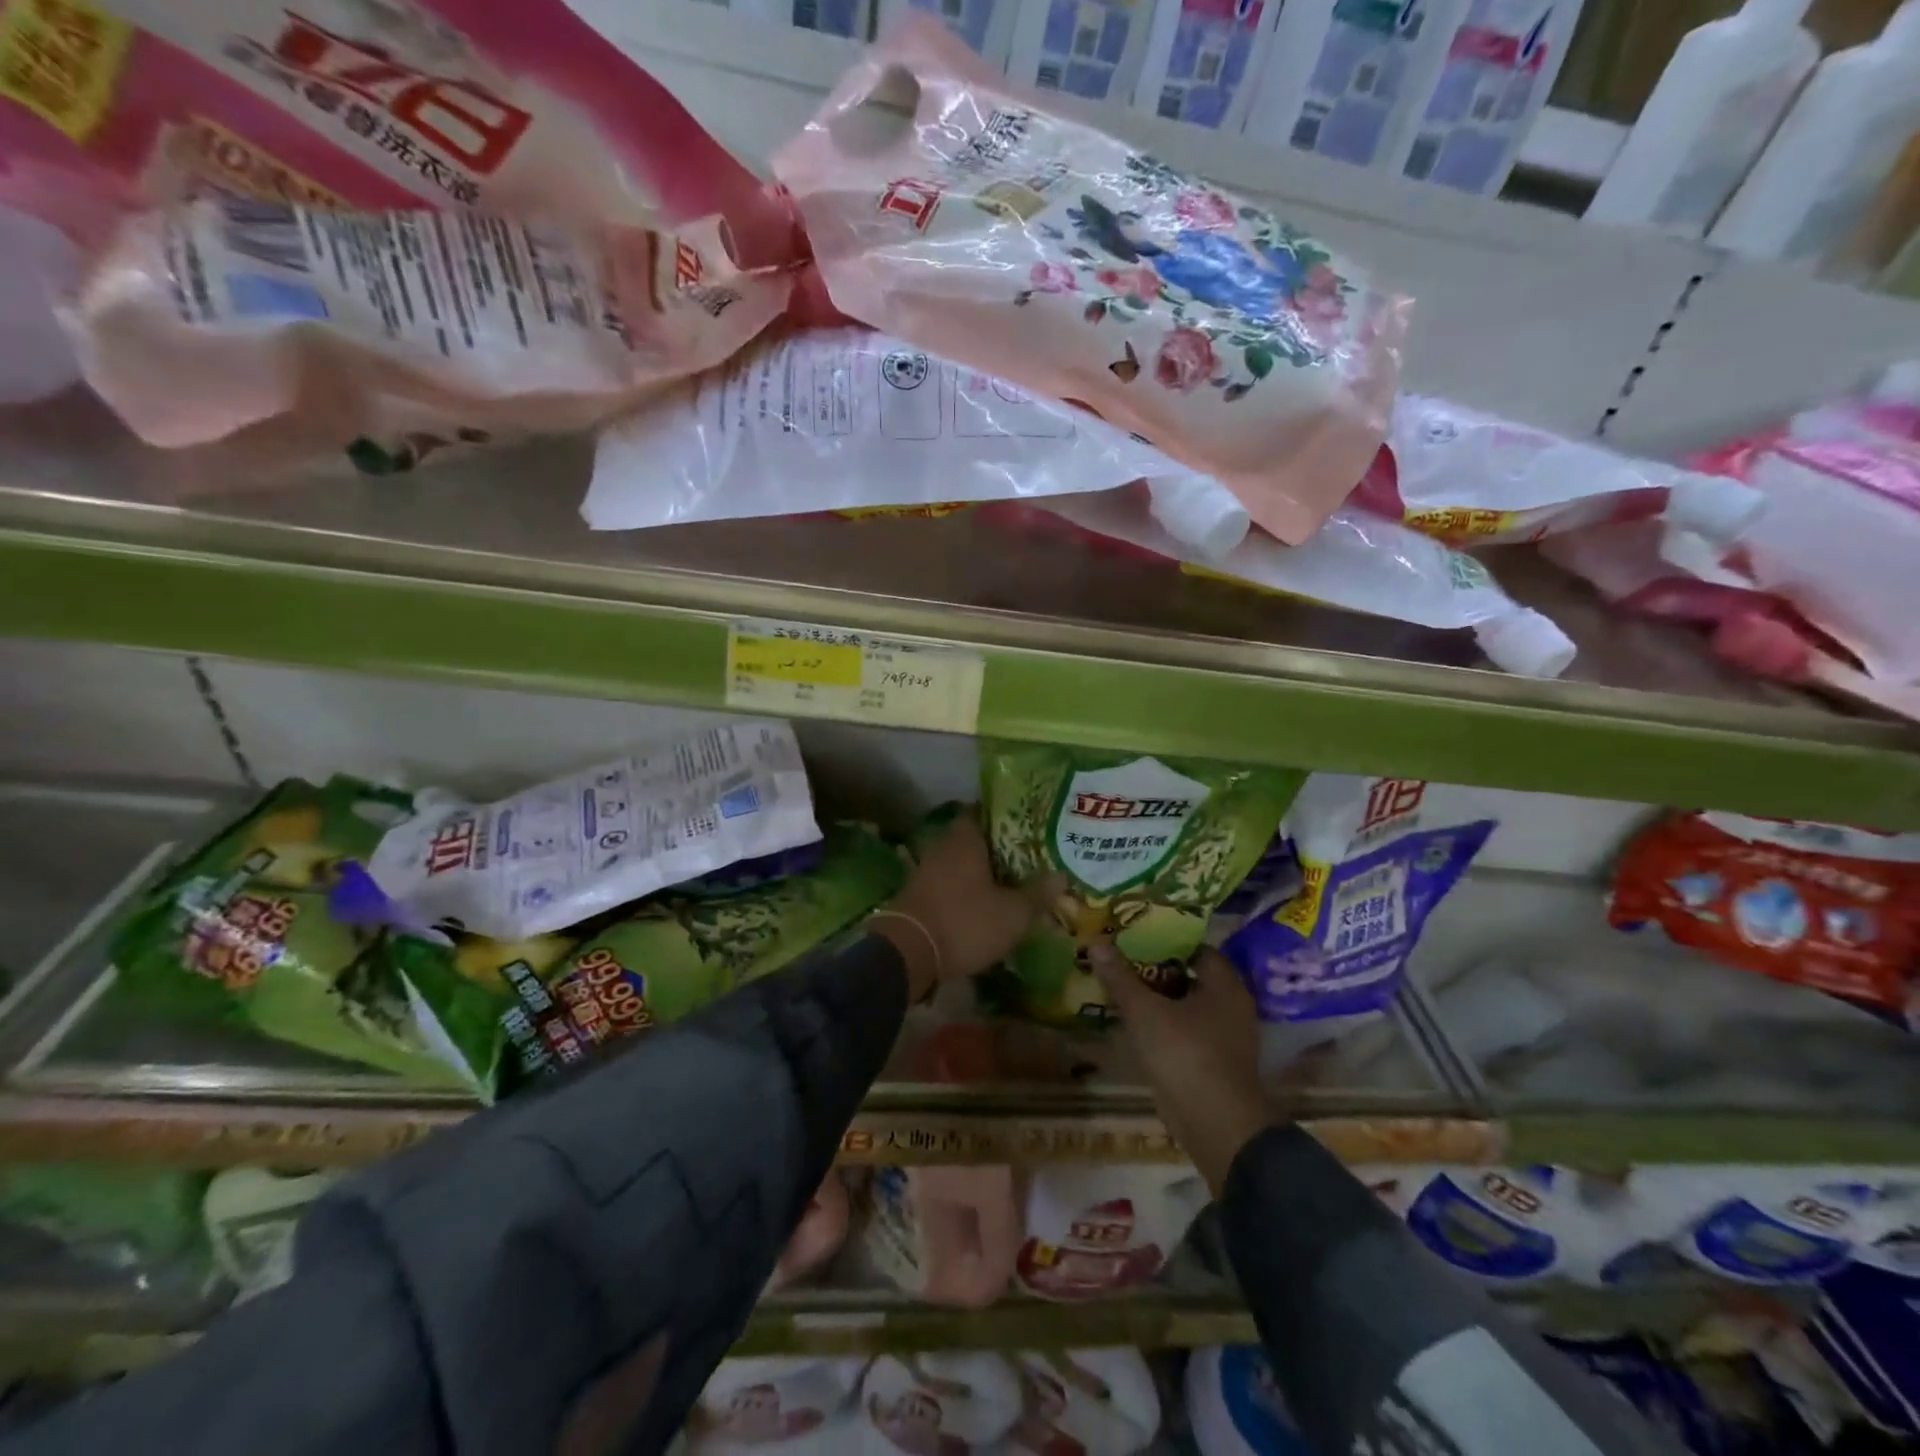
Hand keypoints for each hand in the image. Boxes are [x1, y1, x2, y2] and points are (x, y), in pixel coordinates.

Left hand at [873, 811, 1046, 998]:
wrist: (908, 954)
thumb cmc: (965, 922)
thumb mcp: (1012, 913)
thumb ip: (1037, 894)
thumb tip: (1061, 876)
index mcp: (965, 839)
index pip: (984, 812)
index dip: (1005, 815)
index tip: (1028, 823)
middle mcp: (943, 847)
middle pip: (974, 838)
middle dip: (998, 847)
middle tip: (1028, 855)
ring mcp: (927, 871)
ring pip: (962, 863)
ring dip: (982, 871)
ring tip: (1011, 881)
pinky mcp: (919, 895)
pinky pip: (950, 884)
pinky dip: (966, 890)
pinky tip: (985, 903)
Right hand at [1089, 944, 1274, 1194]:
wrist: (1216, 1126)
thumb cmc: (1185, 1054)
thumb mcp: (1145, 1011)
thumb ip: (1120, 978)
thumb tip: (1096, 942)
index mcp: (1225, 985)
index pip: (1196, 948)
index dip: (1166, 940)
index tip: (1135, 937)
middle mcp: (1231, 1007)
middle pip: (1189, 977)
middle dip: (1156, 970)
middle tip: (1121, 960)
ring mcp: (1226, 1038)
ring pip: (1186, 1007)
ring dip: (1157, 1000)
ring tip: (1121, 988)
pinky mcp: (1214, 1064)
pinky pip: (1186, 1033)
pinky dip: (1163, 1026)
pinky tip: (1134, 1024)